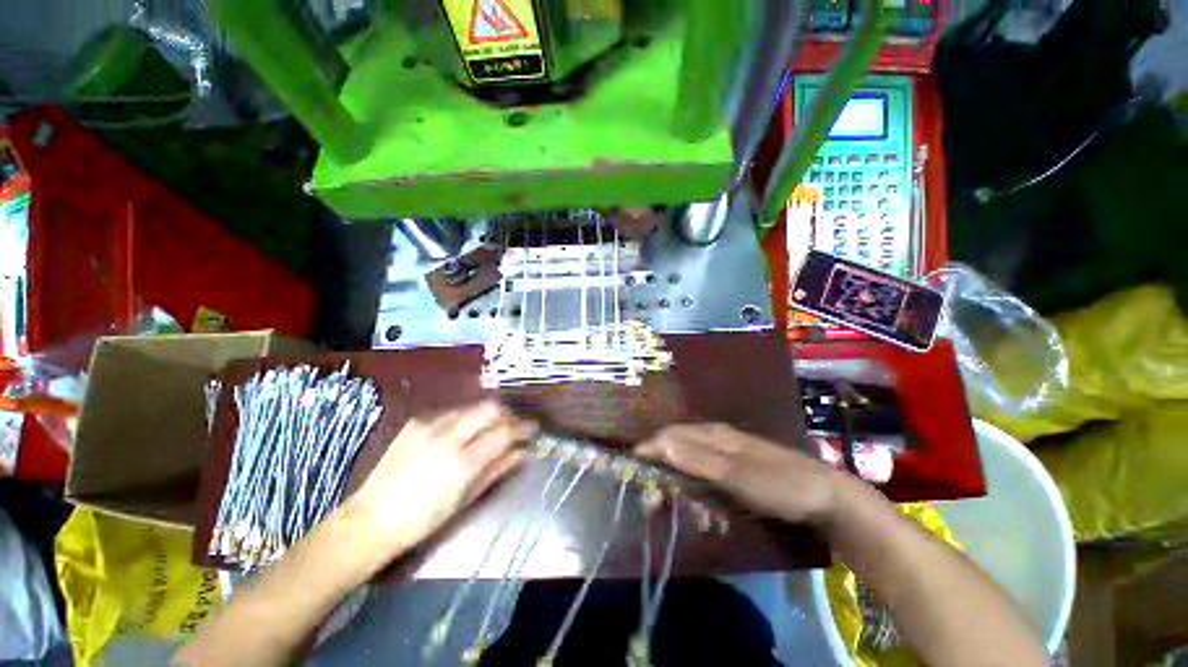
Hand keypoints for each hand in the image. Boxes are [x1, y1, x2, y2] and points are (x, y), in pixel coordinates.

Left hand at [341, 401, 537, 561]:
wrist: (371, 519)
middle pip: (490, 408)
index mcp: (464, 461)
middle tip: (513, 426)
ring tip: (489, 429)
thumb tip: (522, 452)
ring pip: (472, 406)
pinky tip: (462, 434)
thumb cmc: (424, 519)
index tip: (533, 429)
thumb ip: (497, 469)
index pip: (505, 431)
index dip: (524, 427)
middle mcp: (449, 435)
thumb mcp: (466, 498)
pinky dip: (465, 419)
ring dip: (487, 415)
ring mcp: (430, 425)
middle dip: (507, 413)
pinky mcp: (417, 422)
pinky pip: (451, 412)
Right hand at [635, 424, 842, 526]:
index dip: (648, 452)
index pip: (668, 436)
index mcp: (712, 435)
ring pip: (690, 469)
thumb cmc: (780, 484)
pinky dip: (703, 498)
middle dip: (663, 477)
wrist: (826, 498)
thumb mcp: (737, 475)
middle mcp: (714, 440)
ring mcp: (725, 456)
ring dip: (685, 493)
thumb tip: (660, 445)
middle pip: (676, 452)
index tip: (631, 472)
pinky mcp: (734, 472)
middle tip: (656, 505)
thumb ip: (698, 460)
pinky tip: (711, 517)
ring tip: (692, 518)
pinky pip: (707, 481)